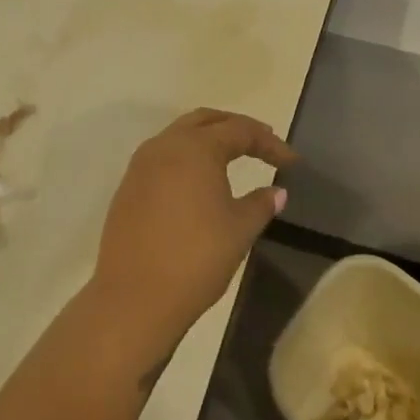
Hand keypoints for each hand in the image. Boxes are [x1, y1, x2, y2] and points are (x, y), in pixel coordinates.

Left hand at [89, 109, 293, 363]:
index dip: (269, 143)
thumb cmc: (195, 258)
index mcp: (196, 148)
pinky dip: (186, 157)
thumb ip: (260, 204)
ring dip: (208, 139)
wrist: (133, 298)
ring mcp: (141, 165)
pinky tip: (199, 180)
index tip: (291, 161)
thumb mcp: (239, 230)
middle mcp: (166, 145)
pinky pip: (163, 157)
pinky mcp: (128, 187)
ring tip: (233, 156)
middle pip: (206, 121)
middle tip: (262, 143)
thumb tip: (276, 192)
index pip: (240, 131)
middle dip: (236, 127)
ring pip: (180, 135)